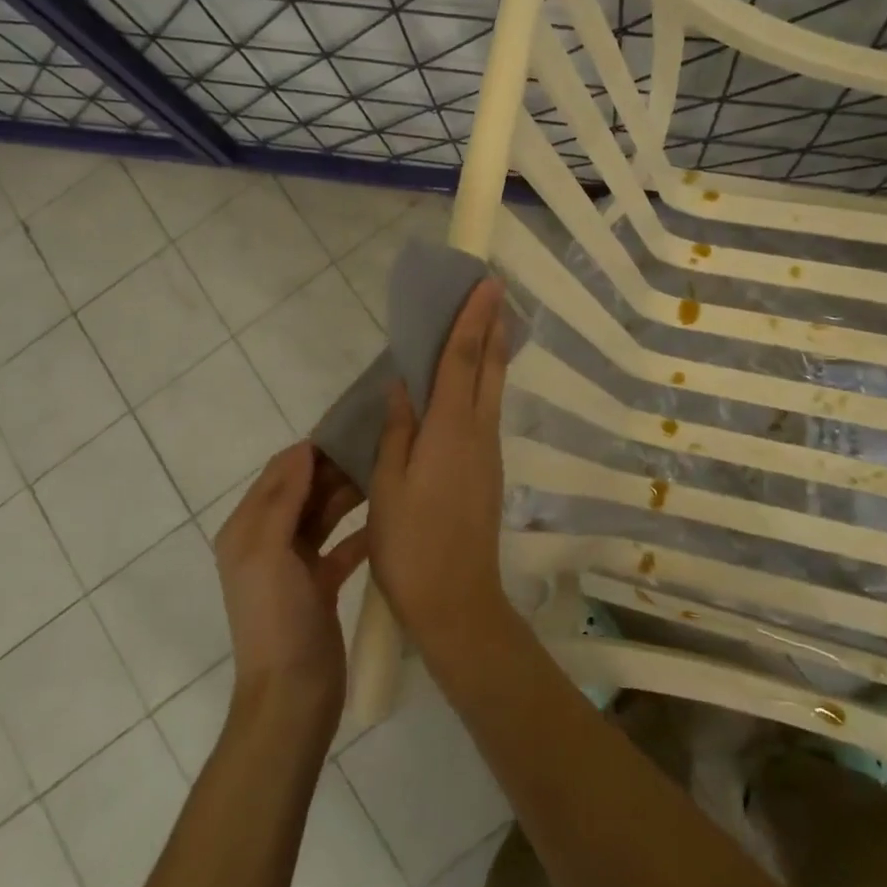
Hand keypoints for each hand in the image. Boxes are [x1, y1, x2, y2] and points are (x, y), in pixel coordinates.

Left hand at [214, 442, 368, 737]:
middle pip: (304, 490)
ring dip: (350, 495)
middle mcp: (268, 540)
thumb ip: (282, 498)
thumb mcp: (269, 552)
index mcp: (248, 529)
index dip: (312, 449)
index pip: (280, 472)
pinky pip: (342, 545)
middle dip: (336, 468)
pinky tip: (389, 519)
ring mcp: (295, 564)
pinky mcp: (320, 584)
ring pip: (324, 514)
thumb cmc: (277, 619)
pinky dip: (361, 531)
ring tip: (389, 472)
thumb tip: (303, 448)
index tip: (353, 427)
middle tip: (380, 447)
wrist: (292, 697)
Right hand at [367, 277, 514, 659]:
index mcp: (450, 430)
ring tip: (484, 325)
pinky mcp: (488, 472)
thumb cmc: (411, 545)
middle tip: (497, 292)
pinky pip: (485, 414)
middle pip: (489, 368)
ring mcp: (488, 454)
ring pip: (491, 390)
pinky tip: (467, 386)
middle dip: (494, 327)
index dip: (474, 319)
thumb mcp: (388, 486)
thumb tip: (404, 384)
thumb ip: (398, 430)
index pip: (463, 359)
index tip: (487, 284)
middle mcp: (477, 433)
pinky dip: (481, 386)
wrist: (457, 602)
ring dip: (491, 353)